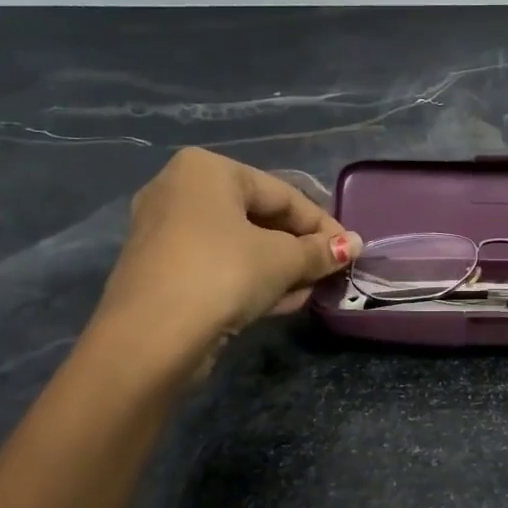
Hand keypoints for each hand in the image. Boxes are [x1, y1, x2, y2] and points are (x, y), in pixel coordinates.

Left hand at [88, 149, 360, 377]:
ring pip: (240, 246)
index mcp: (207, 170)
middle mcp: (180, 191)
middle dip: (299, 249)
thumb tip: (356, 244)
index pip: (282, 194)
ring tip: (310, 292)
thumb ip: (320, 251)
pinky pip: (219, 267)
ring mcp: (165, 233)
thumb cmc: (223, 274)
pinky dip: (251, 280)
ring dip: (280, 269)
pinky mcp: (162, 271)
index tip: (350, 251)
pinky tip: (281, 303)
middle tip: (329, 273)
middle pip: (259, 218)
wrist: (152, 337)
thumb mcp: (282, 260)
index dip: (322, 224)